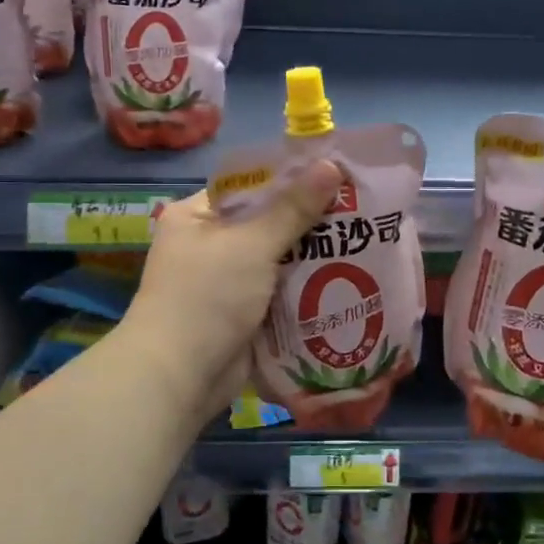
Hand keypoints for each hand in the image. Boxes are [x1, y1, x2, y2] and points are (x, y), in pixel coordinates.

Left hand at [124, 160, 343, 415]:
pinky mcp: (244, 312)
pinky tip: (348, 277)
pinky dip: (308, 286)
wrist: (180, 378)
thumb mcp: (251, 244)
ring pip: (279, 258)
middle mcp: (210, 243)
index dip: (292, 178)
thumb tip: (331, 164)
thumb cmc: (207, 298)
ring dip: (314, 255)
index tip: (336, 174)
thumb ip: (293, 208)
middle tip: (359, 208)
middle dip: (310, 220)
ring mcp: (227, 280)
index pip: (250, 185)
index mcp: (197, 215)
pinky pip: (282, 290)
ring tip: (363, 239)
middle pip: (268, 221)